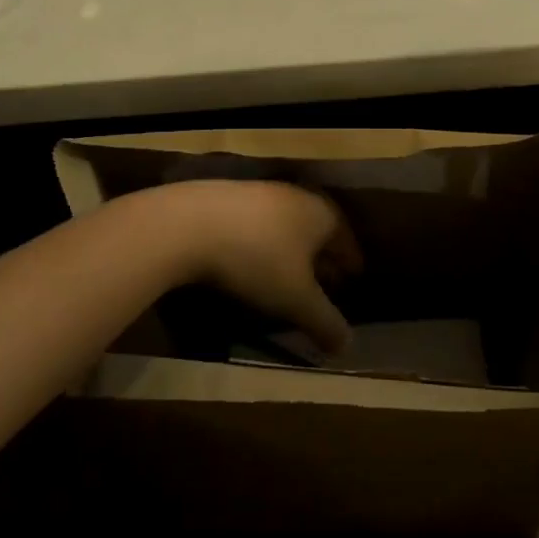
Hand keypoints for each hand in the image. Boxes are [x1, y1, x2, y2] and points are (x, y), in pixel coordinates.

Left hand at [138, 179, 359, 354]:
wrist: (187, 224)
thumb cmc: (256, 259)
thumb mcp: (296, 300)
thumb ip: (325, 322)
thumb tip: (347, 346)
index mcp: (323, 213)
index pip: (347, 242)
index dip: (350, 267)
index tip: (351, 284)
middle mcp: (296, 195)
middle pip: (317, 232)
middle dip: (320, 259)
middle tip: (321, 286)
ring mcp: (259, 191)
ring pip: (285, 226)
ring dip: (288, 252)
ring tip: (283, 278)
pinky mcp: (226, 195)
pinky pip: (256, 225)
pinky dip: (260, 244)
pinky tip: (247, 263)